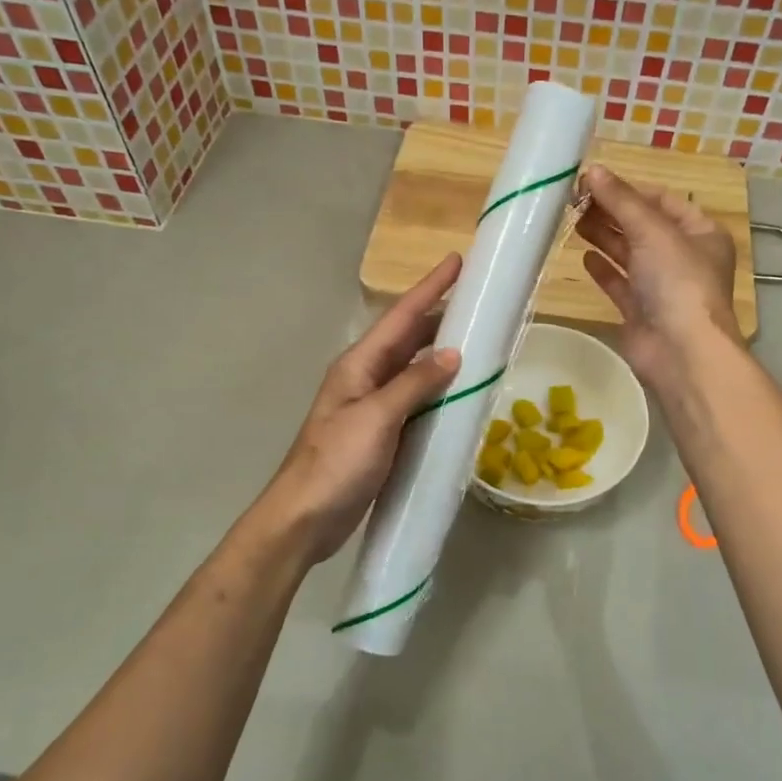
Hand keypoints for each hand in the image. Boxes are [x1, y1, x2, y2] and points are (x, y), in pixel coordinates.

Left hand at [258, 253, 462, 565]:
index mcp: (359, 365)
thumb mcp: (376, 418)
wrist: (305, 519)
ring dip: (440, 352)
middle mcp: (366, 378)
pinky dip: (438, 390)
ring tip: (477, 339)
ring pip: (413, 369)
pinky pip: (416, 401)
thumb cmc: (336, 463)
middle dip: (438, 316)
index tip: (456, 261)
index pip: (401, 317)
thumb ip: (414, 384)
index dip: (430, 288)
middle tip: (477, 301)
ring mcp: (374, 407)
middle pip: (407, 338)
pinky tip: (459, 392)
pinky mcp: (383, 434)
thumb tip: (452, 353)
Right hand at [576, 164, 738, 385]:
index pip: (662, 201)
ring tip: (572, 220)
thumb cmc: (677, 282)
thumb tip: (592, 170)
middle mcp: (684, 258)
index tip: (592, 182)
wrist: (681, 352)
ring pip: (629, 253)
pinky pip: (620, 283)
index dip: (629, 189)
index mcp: (700, 233)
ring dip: (603, 236)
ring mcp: (662, 287)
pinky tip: (583, 257)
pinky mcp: (641, 311)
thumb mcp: (652, 231)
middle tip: (573, 200)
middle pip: (643, 226)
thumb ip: (621, 201)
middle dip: (611, 212)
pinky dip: (603, 269)